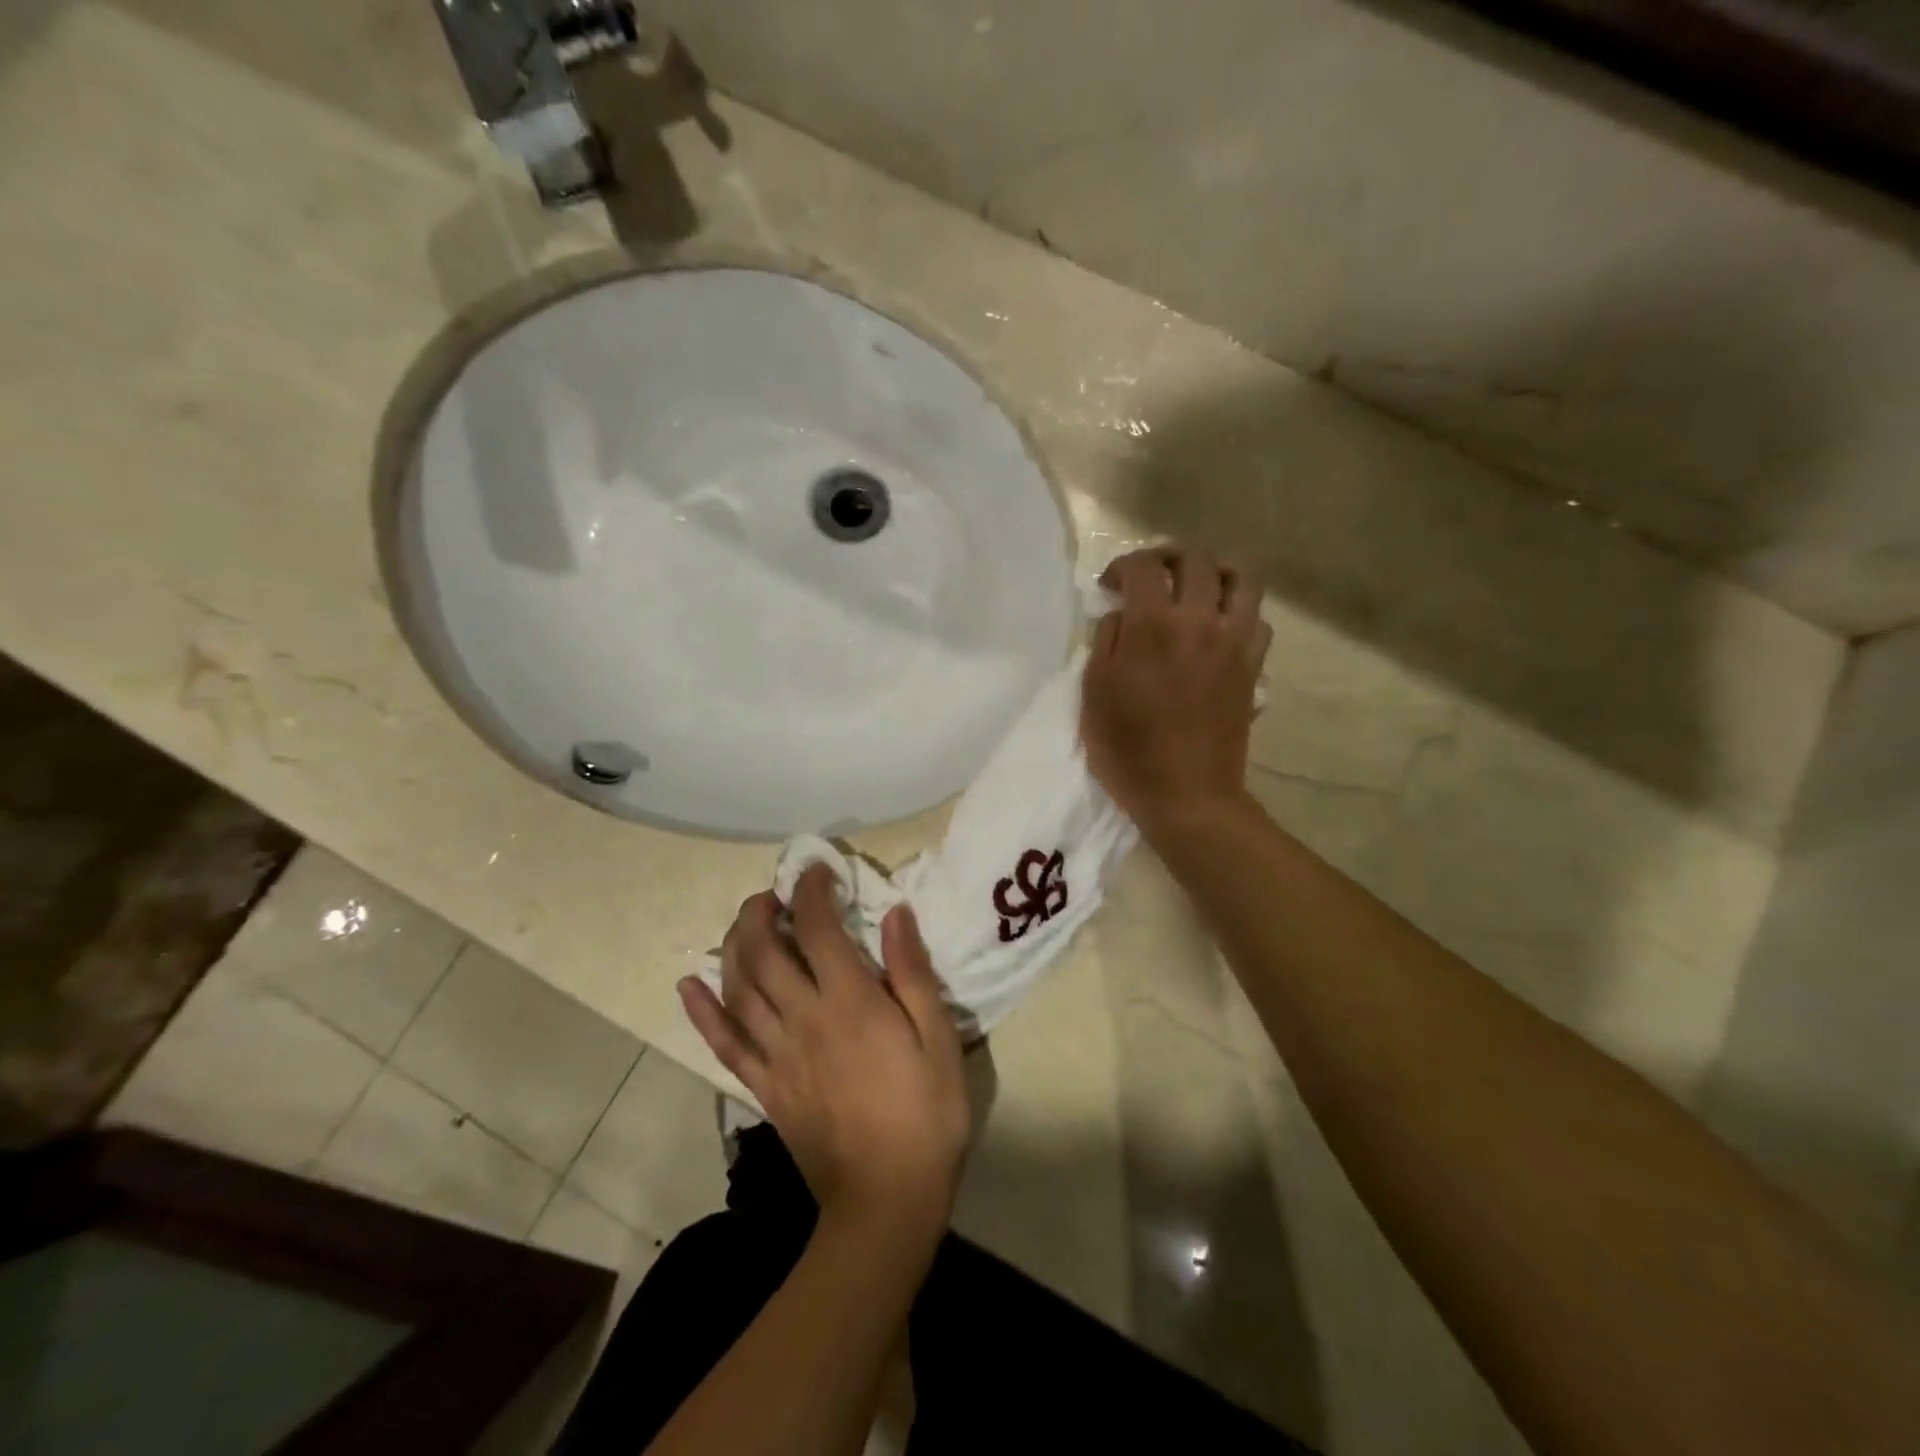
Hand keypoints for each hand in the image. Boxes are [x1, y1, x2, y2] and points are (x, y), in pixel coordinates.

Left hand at [678, 865, 970, 1235]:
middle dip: (761, 912)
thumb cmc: (925, 1115)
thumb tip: (895, 913)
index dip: (811, 891)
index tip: (815, 870)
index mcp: (850, 1003)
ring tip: (745, 921)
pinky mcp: (763, 1087)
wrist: (886, 1202)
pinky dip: (703, 1012)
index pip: (818, 929)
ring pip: (739, 988)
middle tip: (773, 894)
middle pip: (765, 952)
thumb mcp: (940, 1040)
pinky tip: (689, 985)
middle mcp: (804, 1019)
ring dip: (734, 945)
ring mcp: (777, 1055)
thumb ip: (913, 973)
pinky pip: (724, 1043)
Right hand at [1081, 546, 1270, 826]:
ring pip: (1241, 578)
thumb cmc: (1128, 749)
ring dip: (1215, 572)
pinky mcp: (1252, 666)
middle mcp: (1199, 620)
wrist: (1186, 794)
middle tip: (1151, 576)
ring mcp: (1234, 642)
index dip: (1122, 566)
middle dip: (1168, 557)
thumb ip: (1107, 641)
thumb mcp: (1095, 693)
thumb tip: (1123, 614)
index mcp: (1153, 626)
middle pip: (1196, 559)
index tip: (1110, 586)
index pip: (1144, 566)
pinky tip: (1219, 628)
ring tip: (1196, 588)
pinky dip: (1238, 612)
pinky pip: (1257, 619)